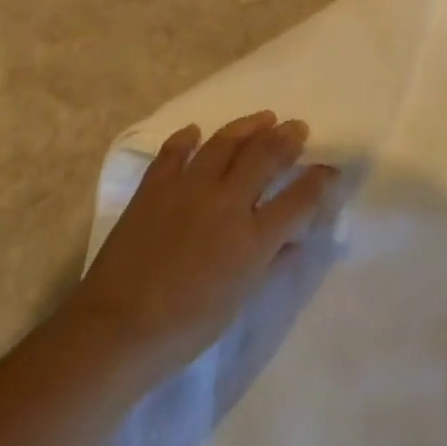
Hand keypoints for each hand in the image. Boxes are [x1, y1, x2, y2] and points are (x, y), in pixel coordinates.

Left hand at [71, 111, 333, 377]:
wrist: (117, 328)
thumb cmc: (187, 325)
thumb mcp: (241, 299)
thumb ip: (272, 263)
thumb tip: (294, 240)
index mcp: (253, 237)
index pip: (300, 197)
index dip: (320, 179)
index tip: (329, 170)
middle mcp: (226, 202)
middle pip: (265, 155)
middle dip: (288, 138)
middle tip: (297, 127)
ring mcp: (188, 189)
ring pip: (225, 143)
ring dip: (248, 126)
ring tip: (264, 118)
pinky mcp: (154, 188)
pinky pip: (174, 152)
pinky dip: (187, 138)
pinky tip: (196, 131)